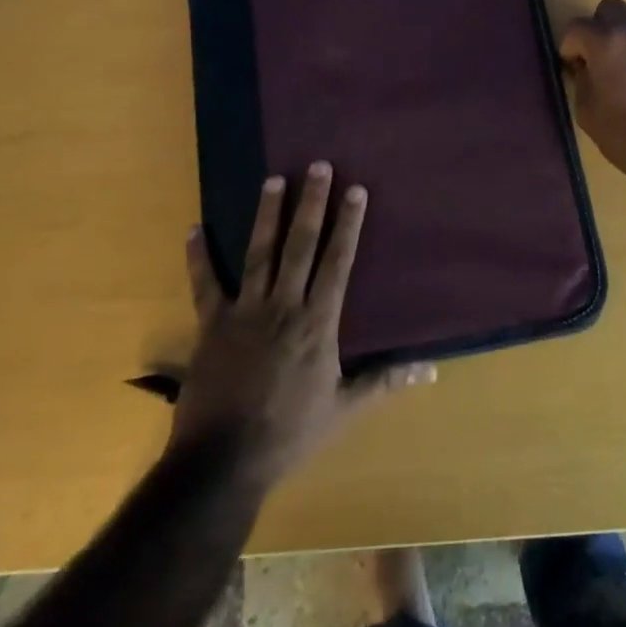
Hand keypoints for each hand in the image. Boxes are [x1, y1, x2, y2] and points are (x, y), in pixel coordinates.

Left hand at [170, 164, 433, 486]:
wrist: (223, 461)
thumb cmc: (290, 433)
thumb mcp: (345, 409)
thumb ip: (385, 382)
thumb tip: (431, 369)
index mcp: (317, 322)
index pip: (337, 262)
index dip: (347, 224)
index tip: (354, 189)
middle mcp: (283, 306)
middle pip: (300, 245)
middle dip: (311, 203)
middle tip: (317, 166)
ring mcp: (244, 312)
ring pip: (258, 253)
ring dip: (266, 214)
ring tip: (273, 178)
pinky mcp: (212, 325)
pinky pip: (205, 284)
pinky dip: (198, 257)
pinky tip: (194, 228)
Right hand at [559, 0, 625, 198]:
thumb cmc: (625, 134)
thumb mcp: (587, 111)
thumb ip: (582, 80)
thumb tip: (585, 67)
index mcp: (606, 42)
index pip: (577, 27)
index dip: (569, 46)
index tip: (572, 66)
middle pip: (610, 8)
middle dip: (598, 27)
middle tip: (598, 55)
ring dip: (625, 34)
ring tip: (625, 64)